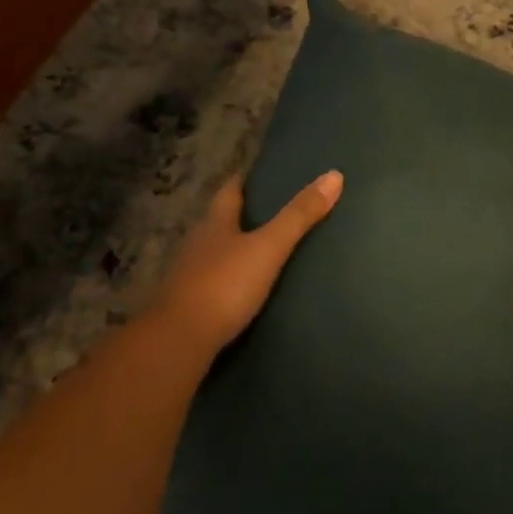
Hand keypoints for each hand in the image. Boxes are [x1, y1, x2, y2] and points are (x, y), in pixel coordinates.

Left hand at [147, 170, 342, 360]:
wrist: (178, 341)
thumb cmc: (224, 285)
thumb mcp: (268, 248)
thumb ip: (299, 216)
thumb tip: (334, 175)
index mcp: (214, 223)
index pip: (230, 190)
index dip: (245, 180)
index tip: (263, 172)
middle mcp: (198, 243)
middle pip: (221, 220)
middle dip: (244, 213)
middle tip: (274, 209)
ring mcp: (189, 275)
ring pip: (216, 251)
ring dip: (236, 246)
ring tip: (265, 247)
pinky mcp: (189, 304)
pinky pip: (214, 280)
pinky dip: (231, 277)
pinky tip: (246, 285)